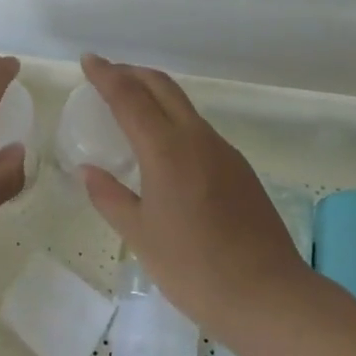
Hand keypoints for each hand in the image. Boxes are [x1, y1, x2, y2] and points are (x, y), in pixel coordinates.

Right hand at [77, 53, 308, 340]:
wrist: (269, 295)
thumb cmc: (194, 268)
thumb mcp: (140, 236)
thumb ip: (110, 197)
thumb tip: (87, 171)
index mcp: (166, 150)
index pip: (129, 97)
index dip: (106, 75)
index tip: (88, 60)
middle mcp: (196, 139)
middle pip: (162, 87)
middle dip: (132, 73)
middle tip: (107, 75)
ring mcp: (223, 151)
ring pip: (183, 105)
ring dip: (155, 94)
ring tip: (131, 106)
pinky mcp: (239, 168)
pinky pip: (199, 128)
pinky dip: (174, 118)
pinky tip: (164, 145)